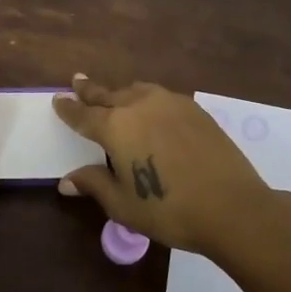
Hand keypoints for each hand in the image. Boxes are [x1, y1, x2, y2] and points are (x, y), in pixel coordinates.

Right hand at [53, 74, 282, 256]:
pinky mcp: (195, 110)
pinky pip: (161, 96)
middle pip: (108, 94)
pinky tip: (152, 108)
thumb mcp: (123, 204)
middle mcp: (139, 106)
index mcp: (115, 127)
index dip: (69, 108)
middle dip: (90, 90)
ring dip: (121, 92)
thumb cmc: (169, 210)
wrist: (233, 207)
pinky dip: (147, 98)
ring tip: (114, 94)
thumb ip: (94, 184)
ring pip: (137, 90)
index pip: (83, 115)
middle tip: (78, 81)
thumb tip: (66, 181)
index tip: (57, 99)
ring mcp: (170, 104)